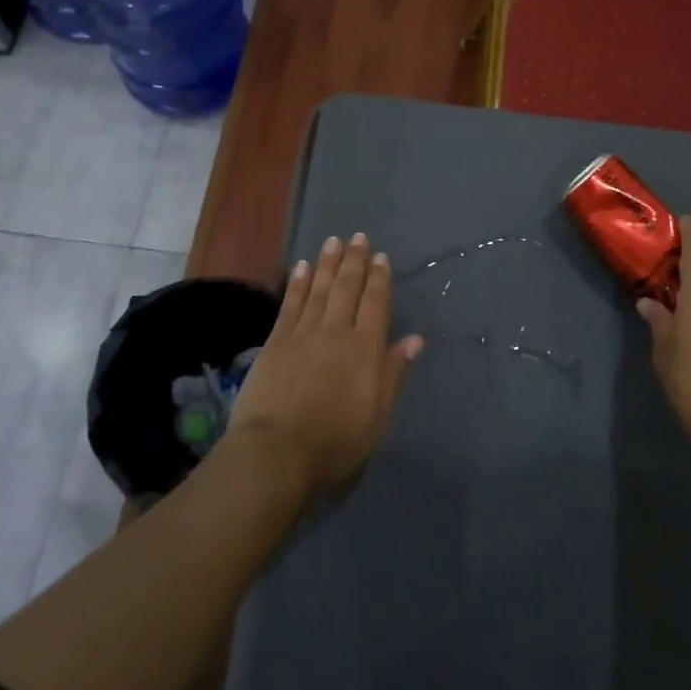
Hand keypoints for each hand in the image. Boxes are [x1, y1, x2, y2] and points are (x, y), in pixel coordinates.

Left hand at [225, 233, 423, 498]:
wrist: (277, 451)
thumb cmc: (336, 440)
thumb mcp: (378, 414)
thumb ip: (393, 372)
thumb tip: (414, 339)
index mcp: (365, 348)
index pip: (376, 303)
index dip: (379, 279)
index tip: (381, 257)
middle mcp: (336, 331)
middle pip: (347, 288)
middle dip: (354, 261)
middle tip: (358, 237)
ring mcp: (303, 334)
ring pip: (318, 289)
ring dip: (327, 264)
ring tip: (333, 242)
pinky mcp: (275, 343)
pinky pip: (290, 305)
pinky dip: (297, 284)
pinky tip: (301, 268)